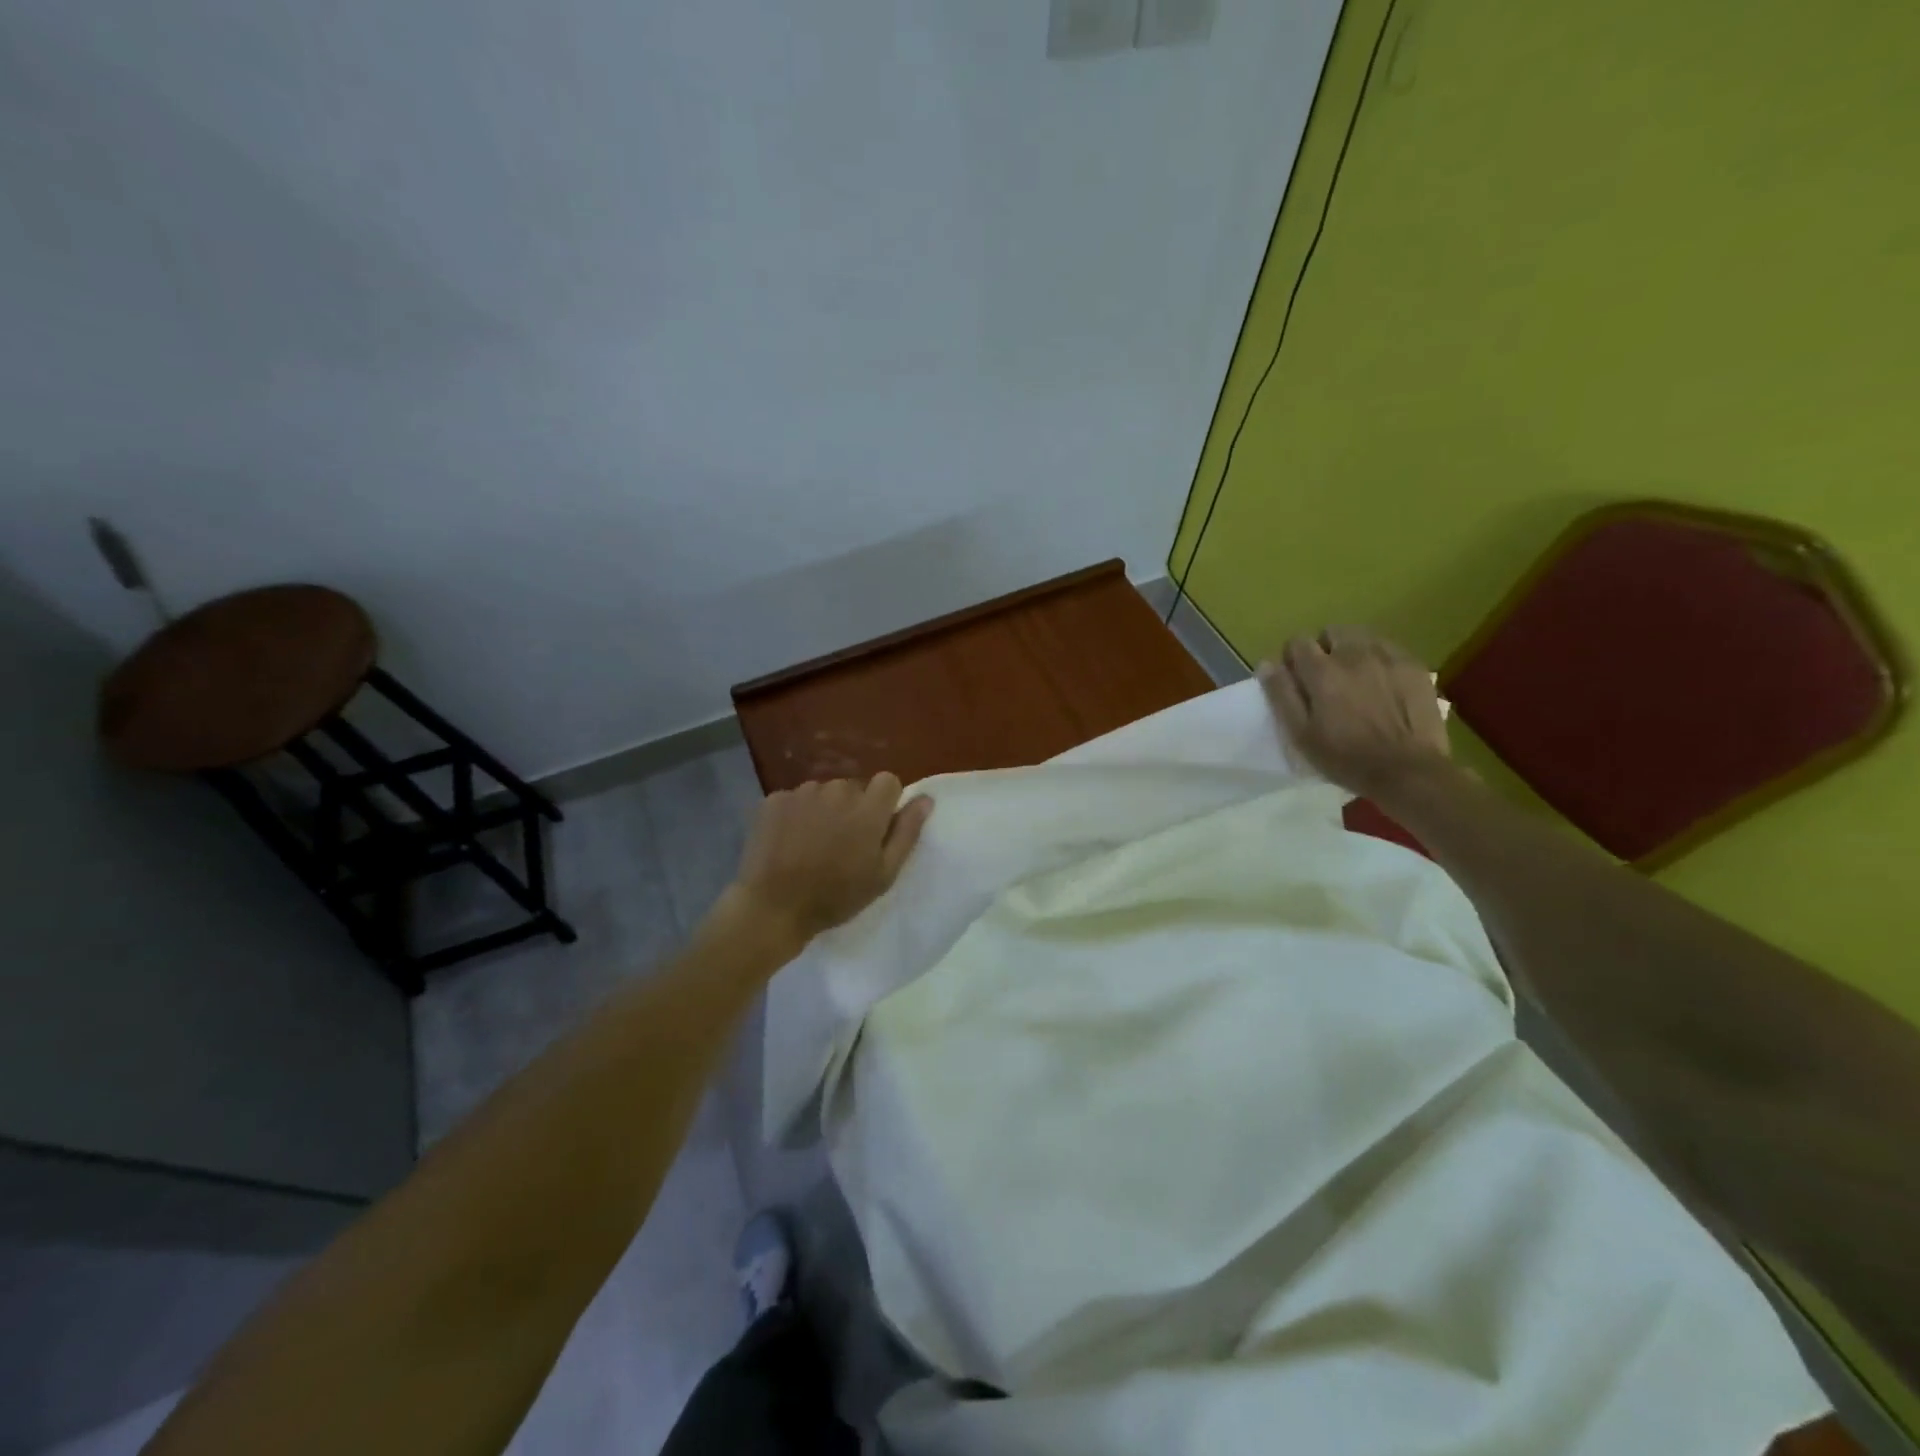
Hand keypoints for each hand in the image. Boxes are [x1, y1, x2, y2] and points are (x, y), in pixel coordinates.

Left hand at [728, 773, 933, 943]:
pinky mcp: (774, 799)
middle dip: (853, 808)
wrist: (773, 907)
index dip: (885, 803)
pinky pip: (795, 798)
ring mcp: (802, 792)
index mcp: (868, 808)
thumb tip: (925, 799)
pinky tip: (789, 841)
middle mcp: (837, 790)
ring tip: (812, 843)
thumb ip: (907, 832)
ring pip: (824, 792)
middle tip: (842, 843)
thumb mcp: (883, 874)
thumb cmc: (836, 896)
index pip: (888, 781)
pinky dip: (796, 814)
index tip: (876, 828)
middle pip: (854, 787)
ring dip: (824, 809)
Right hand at [1258, 626, 1451, 799]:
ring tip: (1355, 679)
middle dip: (1324, 649)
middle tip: (1326, 679)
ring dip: (1352, 650)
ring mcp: (1388, 657)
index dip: (1292, 658)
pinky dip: (1379, 659)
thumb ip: (1281, 695)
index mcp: (1322, 671)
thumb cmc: (1346, 758)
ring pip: (1362, 636)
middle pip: (1331, 631)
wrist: (1408, 771)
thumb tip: (1267, 664)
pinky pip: (1389, 648)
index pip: (1298, 642)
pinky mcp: (1414, 666)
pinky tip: (1382, 684)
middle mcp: (1354, 654)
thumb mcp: (1300, 733)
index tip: (1296, 679)